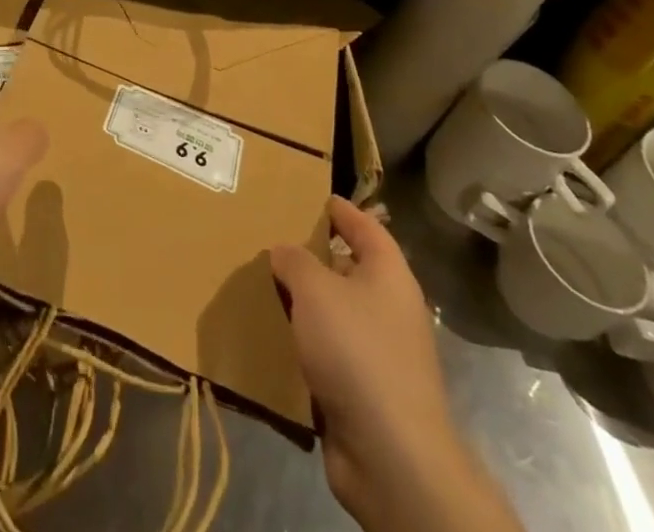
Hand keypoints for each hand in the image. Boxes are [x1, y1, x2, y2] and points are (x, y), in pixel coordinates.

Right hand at [271, 198, 457, 531]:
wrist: (390, 455)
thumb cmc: (357, 351)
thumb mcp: (316, 290)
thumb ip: (295, 260)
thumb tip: (284, 251)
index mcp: (389, 275)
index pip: (366, 227)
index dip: (342, 210)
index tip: (315, 198)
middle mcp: (389, 309)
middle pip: (349, 270)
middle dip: (313, 257)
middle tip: (272, 241)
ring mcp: (380, 353)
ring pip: (335, 314)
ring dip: (304, 305)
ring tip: (263, 287)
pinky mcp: (364, 392)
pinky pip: (328, 354)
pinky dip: (304, 345)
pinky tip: (273, 338)